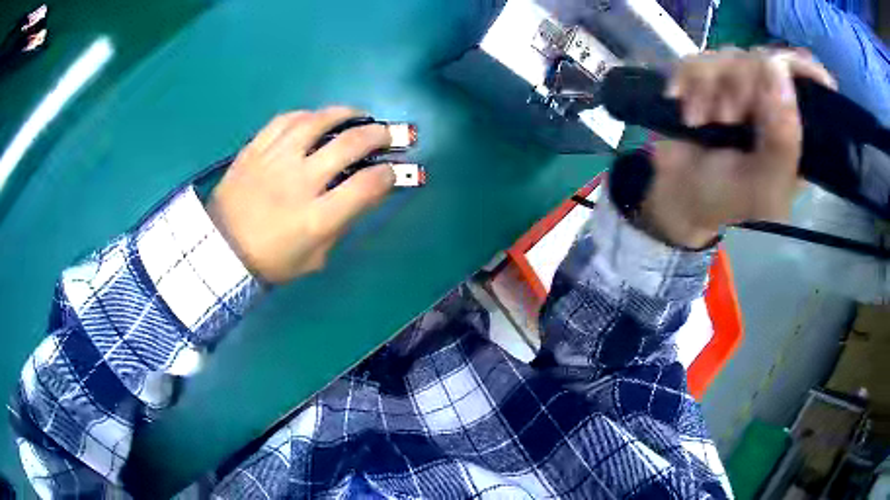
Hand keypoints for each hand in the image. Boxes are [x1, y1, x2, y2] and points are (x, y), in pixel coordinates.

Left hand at [207, 107, 395, 283]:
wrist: (220, 250)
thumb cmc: (271, 261)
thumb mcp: (314, 257)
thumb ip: (341, 225)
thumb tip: (365, 193)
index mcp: (316, 218)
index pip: (366, 186)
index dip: (388, 174)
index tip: (392, 172)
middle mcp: (299, 182)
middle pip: (348, 145)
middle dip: (377, 135)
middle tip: (386, 134)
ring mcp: (275, 161)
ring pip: (317, 122)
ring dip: (345, 114)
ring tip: (357, 115)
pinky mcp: (254, 149)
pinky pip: (285, 120)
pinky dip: (307, 114)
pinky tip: (317, 117)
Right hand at [639, 48, 836, 247]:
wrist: (679, 195)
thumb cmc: (727, 199)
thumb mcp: (764, 185)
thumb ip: (782, 141)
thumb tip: (777, 71)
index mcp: (797, 131)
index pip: (808, 81)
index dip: (798, 69)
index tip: (781, 71)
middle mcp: (772, 102)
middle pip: (764, 60)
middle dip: (742, 86)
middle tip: (729, 118)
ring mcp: (739, 87)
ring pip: (730, 55)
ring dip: (711, 87)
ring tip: (704, 121)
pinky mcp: (708, 79)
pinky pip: (698, 59)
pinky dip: (688, 82)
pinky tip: (688, 110)